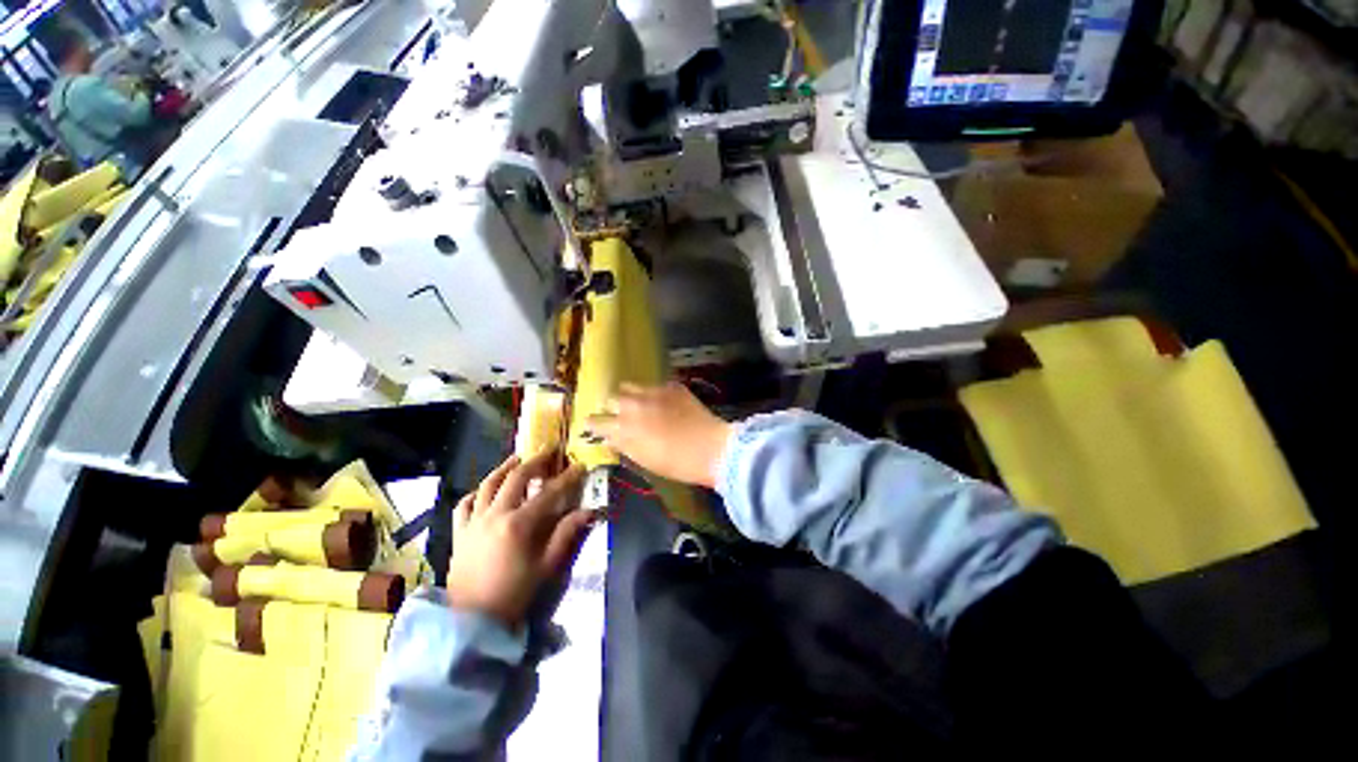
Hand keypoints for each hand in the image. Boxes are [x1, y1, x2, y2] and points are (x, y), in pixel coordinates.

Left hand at [447, 451, 593, 628]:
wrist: (472, 621)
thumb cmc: (514, 593)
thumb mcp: (546, 566)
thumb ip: (566, 534)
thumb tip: (589, 511)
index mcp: (519, 524)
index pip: (549, 492)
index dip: (567, 477)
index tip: (580, 465)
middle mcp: (495, 515)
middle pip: (516, 478)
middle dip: (535, 461)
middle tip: (548, 452)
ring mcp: (474, 522)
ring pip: (488, 484)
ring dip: (505, 468)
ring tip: (517, 458)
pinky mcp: (459, 532)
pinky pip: (465, 504)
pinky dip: (477, 492)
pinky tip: (486, 489)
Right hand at [586, 382, 731, 488]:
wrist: (711, 448)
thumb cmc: (675, 462)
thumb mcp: (643, 459)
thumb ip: (623, 445)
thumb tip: (609, 437)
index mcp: (624, 427)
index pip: (596, 421)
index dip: (593, 423)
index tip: (594, 426)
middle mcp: (634, 404)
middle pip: (611, 398)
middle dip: (612, 407)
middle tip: (621, 416)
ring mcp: (653, 391)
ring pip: (630, 386)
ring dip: (630, 396)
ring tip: (640, 405)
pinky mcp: (672, 386)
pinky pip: (654, 386)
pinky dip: (654, 394)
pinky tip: (665, 404)